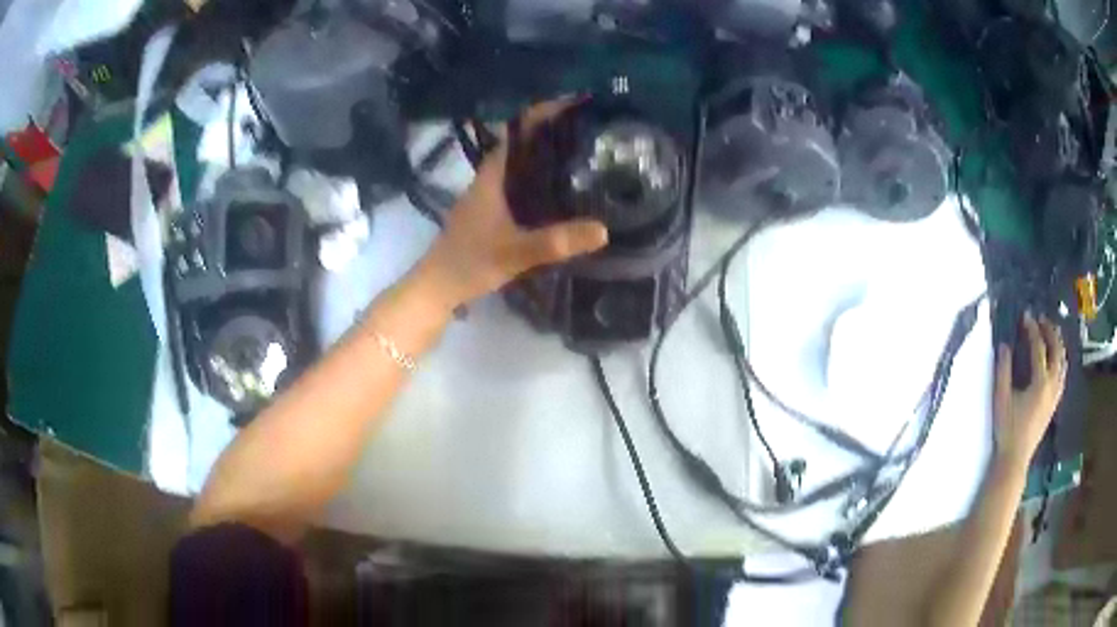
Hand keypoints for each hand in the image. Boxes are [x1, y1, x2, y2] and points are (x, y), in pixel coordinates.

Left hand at [417, 99, 608, 310]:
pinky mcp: (491, 213)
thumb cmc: (468, 264)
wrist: (436, 288)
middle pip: (522, 144)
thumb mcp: (514, 253)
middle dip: (552, 132)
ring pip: (521, 165)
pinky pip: (520, 185)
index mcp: (492, 176)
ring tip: (584, 154)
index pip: (517, 131)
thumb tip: (603, 230)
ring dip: (546, 156)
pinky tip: (561, 192)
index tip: (574, 105)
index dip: (543, 113)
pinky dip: (540, 180)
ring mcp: (489, 196)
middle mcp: (490, 179)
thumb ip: (555, 242)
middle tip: (590, 130)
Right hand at [993, 312, 1066, 469]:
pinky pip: (1063, 375)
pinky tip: (1056, 359)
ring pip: (1063, 362)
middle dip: (1050, 331)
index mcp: (1040, 382)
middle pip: (1056, 350)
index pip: (1039, 347)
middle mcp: (1052, 385)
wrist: (1015, 459)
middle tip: (1041, 319)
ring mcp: (1055, 395)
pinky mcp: (1054, 403)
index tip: (1025, 316)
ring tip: (1051, 333)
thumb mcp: (1001, 399)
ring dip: (1058, 344)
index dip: (1032, 329)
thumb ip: (1003, 370)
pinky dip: (1061, 361)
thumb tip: (1004, 346)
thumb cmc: (1007, 429)